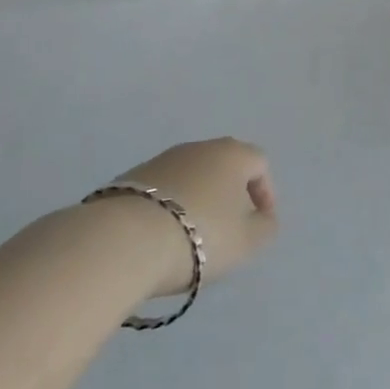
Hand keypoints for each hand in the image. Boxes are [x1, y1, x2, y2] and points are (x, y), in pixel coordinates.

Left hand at [111, 138, 278, 297]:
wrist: (124, 239)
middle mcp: (198, 147)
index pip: (259, 163)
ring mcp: (161, 159)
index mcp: (232, 154)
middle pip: (223, 166)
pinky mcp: (130, 177)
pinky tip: (161, 237)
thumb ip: (265, 227)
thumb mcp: (247, 241)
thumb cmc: (200, 235)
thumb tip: (263, 217)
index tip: (259, 223)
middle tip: (227, 229)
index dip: (265, 193)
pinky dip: (168, 208)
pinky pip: (162, 190)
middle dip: (229, 195)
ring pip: (191, 177)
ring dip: (197, 200)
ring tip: (191, 237)